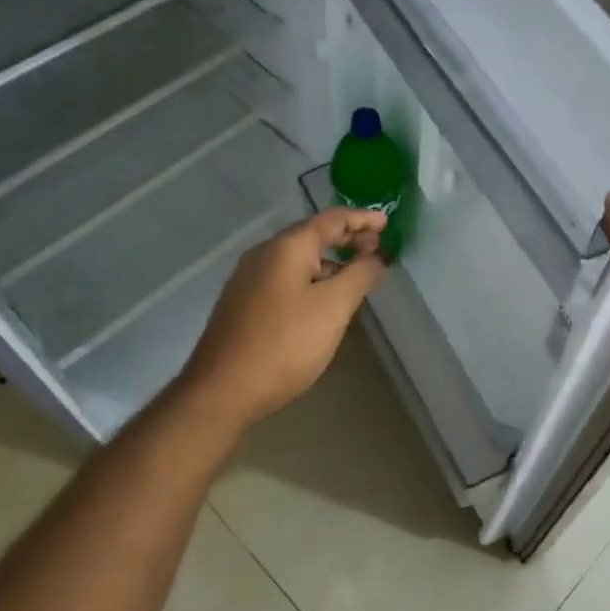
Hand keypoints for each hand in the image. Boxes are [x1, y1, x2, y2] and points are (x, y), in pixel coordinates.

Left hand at [173, 207, 387, 429]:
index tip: (387, 225)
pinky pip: (285, 278)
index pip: (332, 219)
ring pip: (298, 259)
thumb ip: (359, 276)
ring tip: (356, 277)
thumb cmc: (284, 344)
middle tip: (377, 251)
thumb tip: (377, 256)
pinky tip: (323, 301)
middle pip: (313, 235)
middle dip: (347, 239)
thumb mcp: (333, 308)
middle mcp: (264, 254)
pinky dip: (312, 279)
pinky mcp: (243, 304)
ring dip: (330, 262)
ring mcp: (249, 279)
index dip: (362, 219)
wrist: (221, 391)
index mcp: (286, 247)